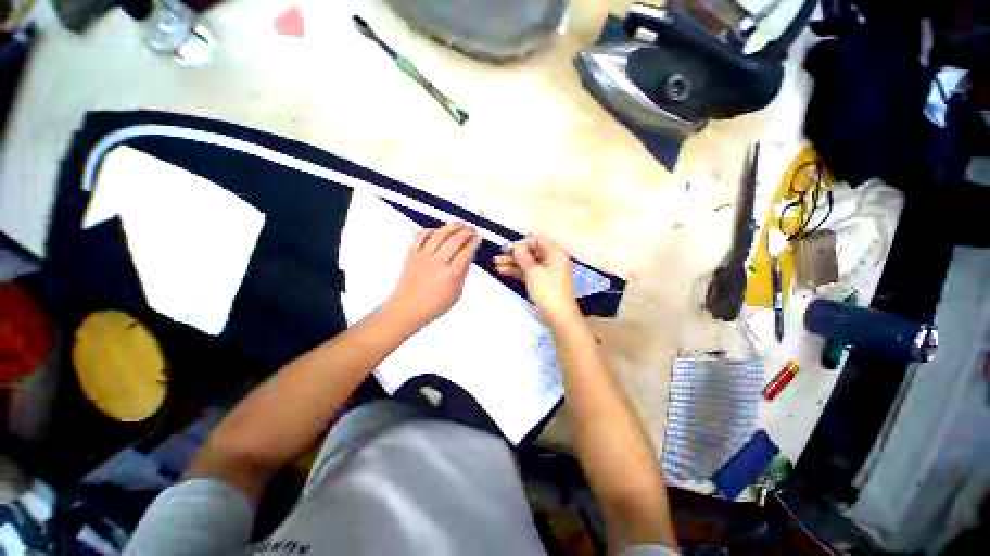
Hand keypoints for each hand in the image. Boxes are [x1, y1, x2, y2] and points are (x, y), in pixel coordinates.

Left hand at [385, 222, 481, 330]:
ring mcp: (423, 257)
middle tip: (471, 229)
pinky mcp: (411, 255)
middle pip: (455, 240)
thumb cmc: (432, 306)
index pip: (466, 252)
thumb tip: (467, 260)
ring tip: (459, 224)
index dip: (474, 242)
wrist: (407, 309)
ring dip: (451, 226)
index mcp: (451, 274)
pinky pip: (420, 236)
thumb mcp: (456, 294)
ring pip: (439, 234)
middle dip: (466, 231)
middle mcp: (437, 262)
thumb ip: (462, 275)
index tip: (478, 237)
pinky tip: (437, 230)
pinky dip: (430, 230)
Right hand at [493, 235, 579, 325]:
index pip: (539, 240)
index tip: (510, 249)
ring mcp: (547, 272)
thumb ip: (523, 257)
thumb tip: (516, 246)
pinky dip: (517, 271)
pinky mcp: (543, 282)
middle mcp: (552, 260)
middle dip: (514, 254)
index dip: (523, 242)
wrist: (559, 316)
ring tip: (496, 265)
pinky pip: (529, 272)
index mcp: (555, 253)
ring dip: (513, 263)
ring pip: (528, 263)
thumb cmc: (547, 290)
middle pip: (532, 251)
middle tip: (498, 256)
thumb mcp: (533, 272)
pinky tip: (503, 272)